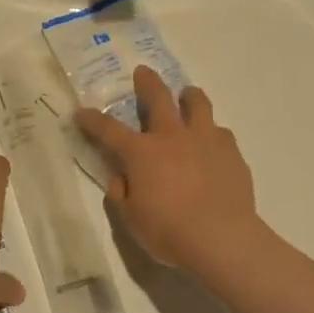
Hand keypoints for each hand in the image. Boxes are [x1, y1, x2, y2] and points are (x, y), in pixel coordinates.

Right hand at [75, 66, 265, 275]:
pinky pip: (221, 133)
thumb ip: (122, 193)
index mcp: (141, 152)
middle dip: (147, 82)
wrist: (222, 239)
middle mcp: (172, 137)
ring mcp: (205, 140)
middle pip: (158, 98)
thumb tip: (122, 178)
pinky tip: (212, 145)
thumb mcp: (131, 219)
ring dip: (189, 96)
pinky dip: (213, 134)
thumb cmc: (169, 231)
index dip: (92, 120)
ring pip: (198, 104)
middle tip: (143, 73)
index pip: (108, 129)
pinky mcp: (232, 153)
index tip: (81, 112)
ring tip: (187, 96)